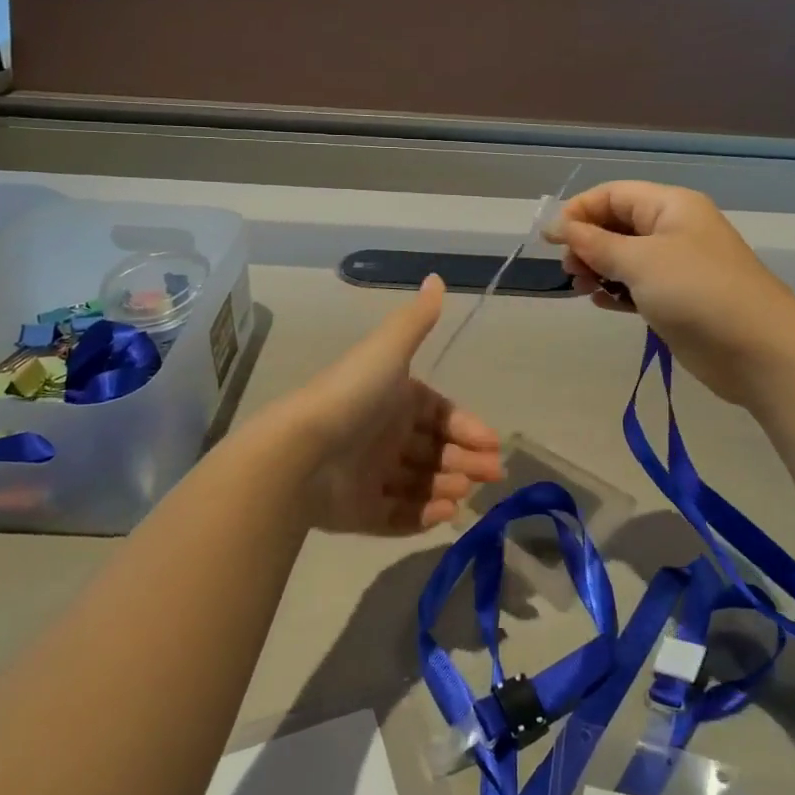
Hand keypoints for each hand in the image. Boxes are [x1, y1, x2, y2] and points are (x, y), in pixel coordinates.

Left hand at [274, 275, 504, 532]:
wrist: (302, 449)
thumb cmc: (353, 396)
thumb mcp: (388, 351)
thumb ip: (416, 320)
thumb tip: (437, 278)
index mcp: (393, 399)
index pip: (439, 414)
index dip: (467, 427)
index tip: (492, 444)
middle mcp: (383, 435)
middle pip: (434, 451)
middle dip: (465, 461)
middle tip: (492, 475)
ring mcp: (369, 475)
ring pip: (418, 483)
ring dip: (447, 486)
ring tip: (464, 493)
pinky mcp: (358, 511)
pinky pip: (396, 516)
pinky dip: (421, 516)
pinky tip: (445, 514)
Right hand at [546, 181, 794, 405]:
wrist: (756, 349)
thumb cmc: (696, 291)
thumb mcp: (639, 261)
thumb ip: (594, 243)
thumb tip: (556, 226)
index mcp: (670, 206)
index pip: (613, 194)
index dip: (579, 211)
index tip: (551, 241)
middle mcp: (673, 229)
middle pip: (616, 224)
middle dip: (587, 242)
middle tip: (572, 269)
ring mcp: (676, 266)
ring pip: (624, 257)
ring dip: (599, 268)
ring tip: (584, 287)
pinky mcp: (677, 299)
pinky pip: (636, 286)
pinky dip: (616, 291)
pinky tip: (602, 303)